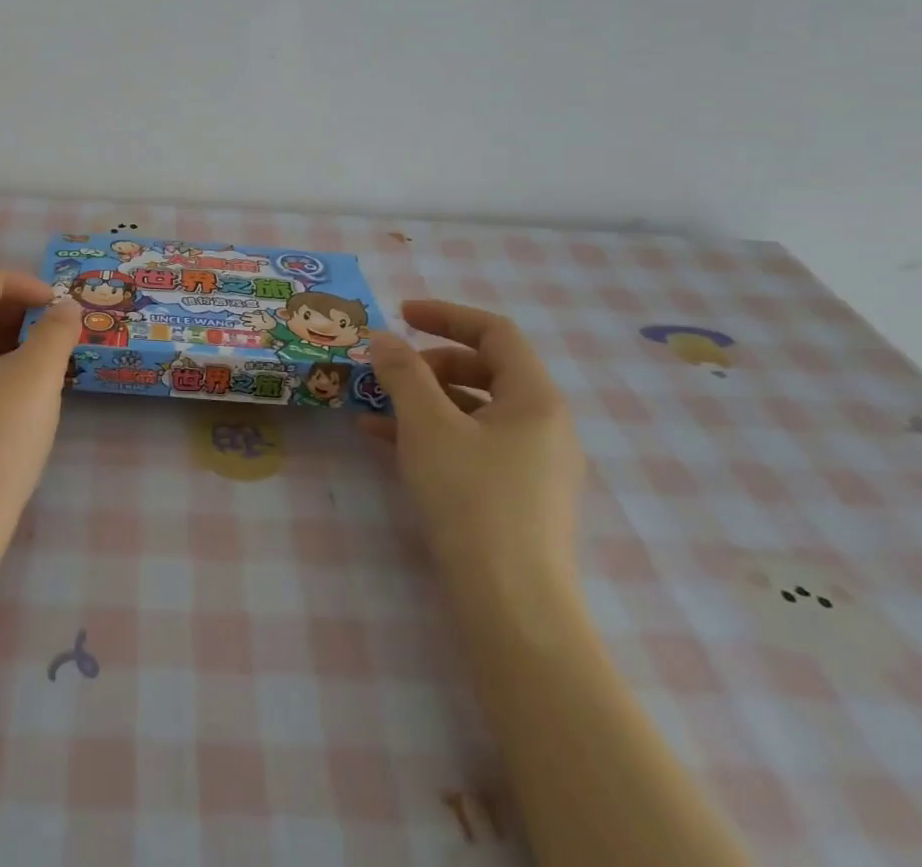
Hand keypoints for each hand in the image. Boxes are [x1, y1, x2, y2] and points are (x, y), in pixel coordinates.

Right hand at [364, 301, 583, 605]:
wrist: (512, 608)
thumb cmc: (472, 498)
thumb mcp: (427, 425)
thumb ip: (403, 373)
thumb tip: (382, 337)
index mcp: (536, 398)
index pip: (495, 332)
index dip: (446, 315)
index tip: (401, 314)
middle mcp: (545, 426)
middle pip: (485, 370)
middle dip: (430, 363)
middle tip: (390, 371)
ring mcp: (535, 466)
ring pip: (474, 411)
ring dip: (424, 401)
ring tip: (376, 407)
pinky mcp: (519, 499)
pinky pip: (473, 446)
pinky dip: (433, 436)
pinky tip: (384, 442)